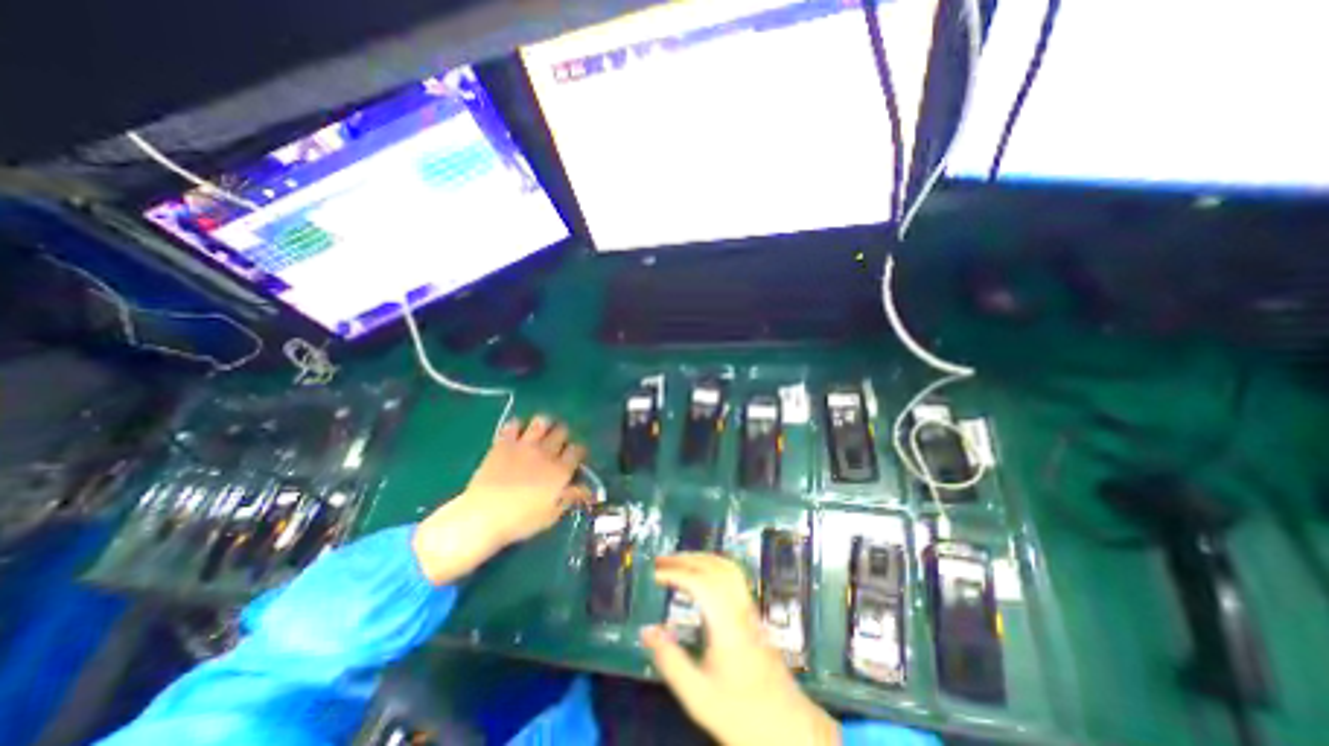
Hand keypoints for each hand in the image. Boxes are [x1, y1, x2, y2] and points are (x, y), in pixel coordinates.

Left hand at [411, 417, 586, 584]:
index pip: (578, 450)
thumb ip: (570, 497)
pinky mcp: (503, 443)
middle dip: (562, 436)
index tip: (574, 459)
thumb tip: (587, 490)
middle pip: (562, 431)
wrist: (484, 516)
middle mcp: (546, 452)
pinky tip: (515, 435)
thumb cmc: (521, 520)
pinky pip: (513, 424)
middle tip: (557, 446)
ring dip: (543, 425)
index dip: (578, 452)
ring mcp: (524, 445)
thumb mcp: (552, 514)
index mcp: (561, 470)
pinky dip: (516, 427)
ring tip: (539, 435)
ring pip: (541, 422)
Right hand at [643, 553, 837, 745]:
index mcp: (727, 624)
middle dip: (685, 559)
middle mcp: (740, 607)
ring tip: (678, 561)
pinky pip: (732, 575)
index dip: (676, 574)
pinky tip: (701, 574)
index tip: (655, 575)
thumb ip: (670, 661)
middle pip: (714, 567)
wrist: (788, 726)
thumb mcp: (698, 696)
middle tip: (661, 561)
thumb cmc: (741, 712)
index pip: (700, 583)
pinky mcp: (753, 612)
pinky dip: (712, 565)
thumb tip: (646, 631)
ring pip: (726, 567)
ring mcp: (750, 607)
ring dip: (700, 558)